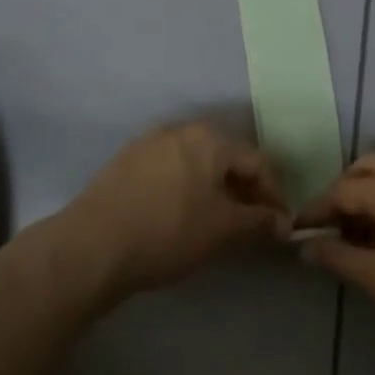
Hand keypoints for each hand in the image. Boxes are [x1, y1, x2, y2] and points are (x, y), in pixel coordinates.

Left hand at [60, 122, 289, 302]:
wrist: (92, 245)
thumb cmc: (168, 231)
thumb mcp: (222, 230)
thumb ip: (258, 222)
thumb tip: (282, 223)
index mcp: (210, 138)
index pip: (257, 161)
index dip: (274, 194)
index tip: (278, 226)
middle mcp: (181, 129)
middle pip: (225, 157)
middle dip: (243, 190)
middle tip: (249, 224)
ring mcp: (149, 141)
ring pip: (195, 162)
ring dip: (213, 188)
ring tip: (215, 222)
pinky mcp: (125, 160)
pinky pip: (168, 169)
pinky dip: (184, 188)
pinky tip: (178, 215)